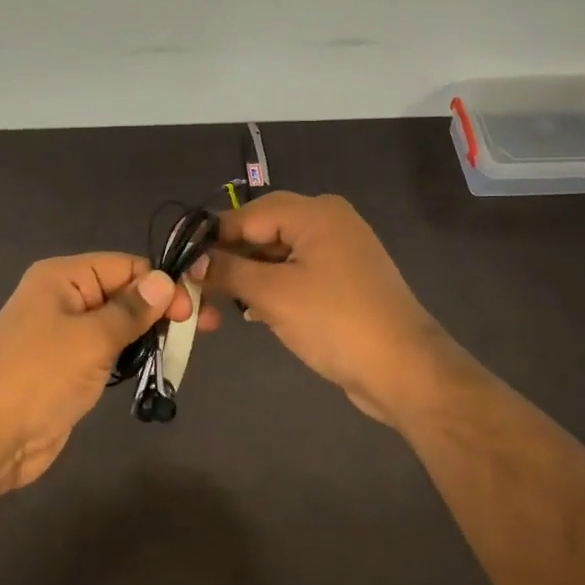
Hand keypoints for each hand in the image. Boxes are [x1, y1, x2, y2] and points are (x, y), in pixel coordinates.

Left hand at [0, 253, 213, 493]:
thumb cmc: (39, 376)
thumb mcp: (91, 338)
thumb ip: (131, 309)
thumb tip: (163, 280)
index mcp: (62, 277)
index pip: (124, 266)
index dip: (160, 283)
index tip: (194, 311)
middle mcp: (63, 298)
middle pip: (122, 292)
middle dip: (160, 307)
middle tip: (204, 329)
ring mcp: (63, 334)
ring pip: (117, 323)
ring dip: (148, 333)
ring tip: (184, 348)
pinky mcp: (67, 366)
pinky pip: (107, 350)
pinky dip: (131, 355)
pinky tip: (155, 363)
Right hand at [204, 192, 465, 426]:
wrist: (403, 371)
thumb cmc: (335, 322)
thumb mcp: (272, 294)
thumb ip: (228, 271)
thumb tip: (193, 262)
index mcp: (315, 213)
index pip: (246, 214)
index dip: (212, 240)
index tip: (180, 266)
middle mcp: (328, 222)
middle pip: (261, 232)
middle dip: (228, 262)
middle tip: (196, 293)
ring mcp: (338, 252)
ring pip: (276, 256)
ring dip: (246, 279)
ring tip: (216, 309)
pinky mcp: (342, 281)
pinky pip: (295, 274)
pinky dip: (270, 289)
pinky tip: (250, 311)